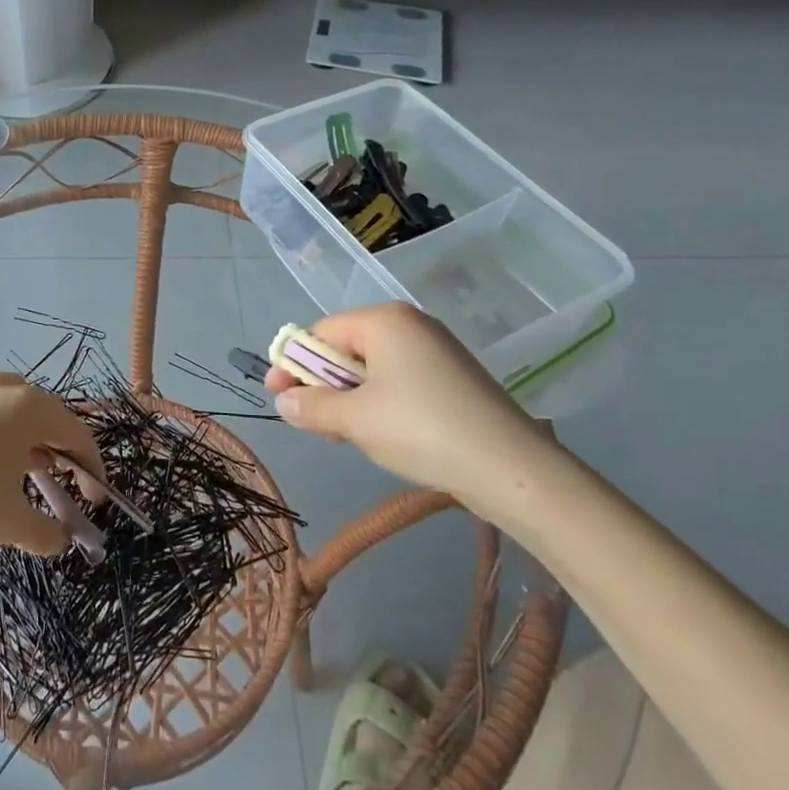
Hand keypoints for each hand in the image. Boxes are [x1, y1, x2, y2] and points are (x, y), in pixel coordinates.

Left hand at [0, 373, 105, 553]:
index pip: (77, 435)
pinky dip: (3, 432)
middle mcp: (7, 387)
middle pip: (50, 417)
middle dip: (63, 453)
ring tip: (29, 473)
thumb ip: (46, 532)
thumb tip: (60, 540)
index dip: (92, 469)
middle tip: (65, 486)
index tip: (96, 500)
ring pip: (19, 410)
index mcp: (30, 408)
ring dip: (33, 440)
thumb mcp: (9, 523)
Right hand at [263, 303, 555, 517]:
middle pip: (346, 347)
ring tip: (346, 435)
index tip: (276, 397)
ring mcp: (436, 349)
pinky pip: (400, 380)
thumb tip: (285, 402)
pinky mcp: (453, 377)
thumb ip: (311, 406)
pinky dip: (380, 403)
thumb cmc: (421, 430)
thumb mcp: (354, 420)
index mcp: (383, 320)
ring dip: (349, 398)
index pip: (321, 332)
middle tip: (312, 422)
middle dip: (323, 384)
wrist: (512, 469)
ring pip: (372, 368)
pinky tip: (381, 434)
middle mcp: (410, 324)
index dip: (293, 364)